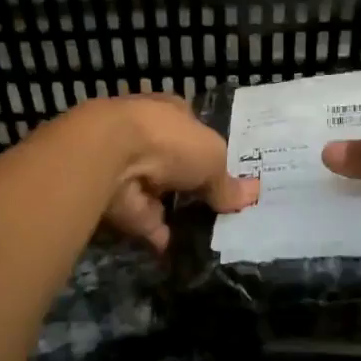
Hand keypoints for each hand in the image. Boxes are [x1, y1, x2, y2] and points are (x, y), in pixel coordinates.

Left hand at [78, 94, 258, 251]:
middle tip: (219, 209)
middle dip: (191, 183)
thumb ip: (227, 182)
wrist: (109, 156)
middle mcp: (148, 135)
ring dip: (174, 211)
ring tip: (205, 234)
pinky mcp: (117, 199)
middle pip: (176, 163)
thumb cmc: (169, 140)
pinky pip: (144, 220)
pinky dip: (158, 234)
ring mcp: (130, 167)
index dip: (207, 149)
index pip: (192, 128)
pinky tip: (179, 249)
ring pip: (159, 193)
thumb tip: (250, 196)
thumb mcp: (213, 158)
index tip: (225, 173)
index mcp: (171, 112)